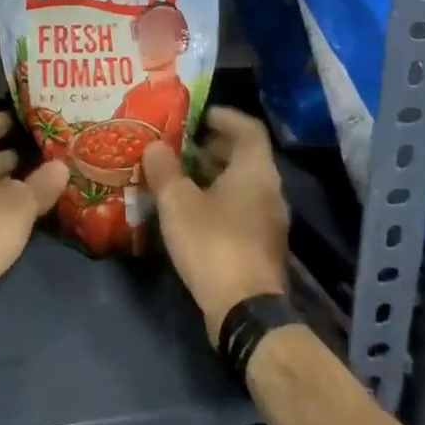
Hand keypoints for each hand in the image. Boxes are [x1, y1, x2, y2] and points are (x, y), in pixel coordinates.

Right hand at [142, 107, 289, 340]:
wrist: (245, 311)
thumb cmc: (212, 243)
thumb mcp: (177, 202)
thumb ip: (164, 169)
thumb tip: (154, 146)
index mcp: (255, 171)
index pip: (248, 129)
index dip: (224, 116)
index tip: (198, 113)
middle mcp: (269, 191)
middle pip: (245, 156)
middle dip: (213, 146)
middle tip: (180, 143)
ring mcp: (269, 221)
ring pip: (242, 184)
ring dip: (213, 174)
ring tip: (178, 174)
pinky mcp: (261, 246)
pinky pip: (240, 208)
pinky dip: (217, 199)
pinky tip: (190, 209)